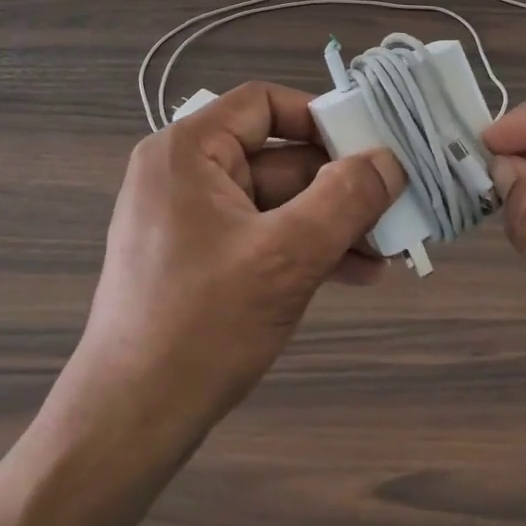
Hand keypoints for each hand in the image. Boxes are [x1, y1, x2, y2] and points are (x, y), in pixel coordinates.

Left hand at [69, 82, 404, 448]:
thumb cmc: (203, 324)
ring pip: (277, 202)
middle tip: (394, 209)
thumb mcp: (287, 256)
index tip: (370, 147)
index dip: (320, 119)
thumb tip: (390, 160)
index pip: (263, 104)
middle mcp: (186, 174)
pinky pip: (263, 235)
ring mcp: (192, 219)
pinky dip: (305, 249)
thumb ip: (346, 200)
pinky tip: (354, 274)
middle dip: (339, 187)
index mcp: (188, 152)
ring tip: (386, 252)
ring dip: (331, 224)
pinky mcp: (201, 259)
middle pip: (278, 157)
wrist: (130, 422)